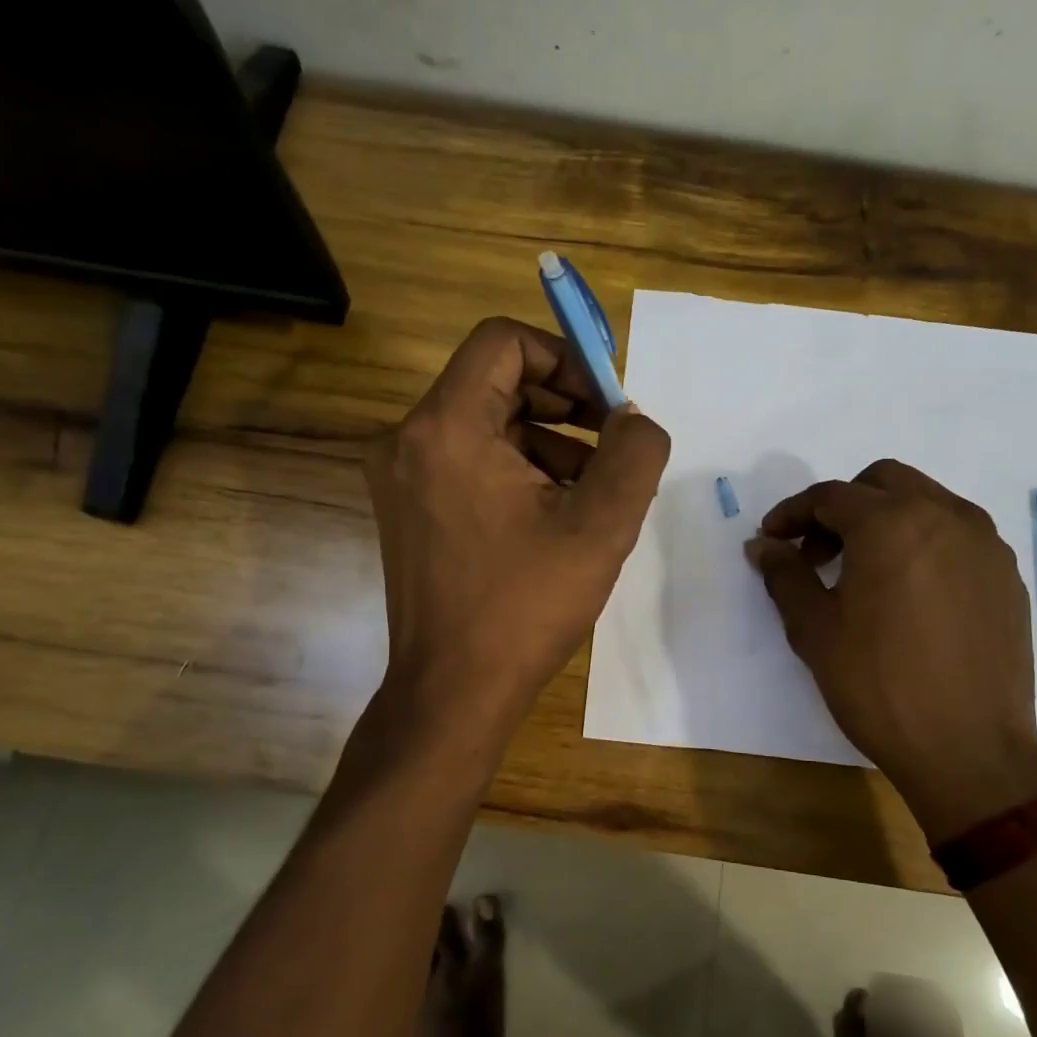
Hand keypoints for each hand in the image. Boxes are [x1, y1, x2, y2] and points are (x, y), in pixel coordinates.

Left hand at [366, 317, 670, 742]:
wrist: (453, 693)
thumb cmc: (525, 606)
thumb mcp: (602, 525)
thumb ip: (635, 453)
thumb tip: (632, 418)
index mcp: (446, 428)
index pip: (503, 342)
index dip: (564, 357)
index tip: (607, 402)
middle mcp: (409, 439)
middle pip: (496, 382)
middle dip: (565, 404)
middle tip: (614, 442)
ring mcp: (401, 476)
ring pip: (487, 424)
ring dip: (549, 442)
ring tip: (597, 489)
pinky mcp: (409, 507)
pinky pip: (470, 461)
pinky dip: (519, 470)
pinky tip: (559, 513)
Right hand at [746, 459, 1036, 838]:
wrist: (970, 751)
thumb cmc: (879, 686)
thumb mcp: (814, 629)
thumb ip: (785, 575)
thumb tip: (762, 545)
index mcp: (891, 523)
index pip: (829, 497)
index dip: (792, 514)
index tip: (771, 540)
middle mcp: (944, 516)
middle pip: (882, 482)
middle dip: (841, 506)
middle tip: (818, 552)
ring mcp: (984, 543)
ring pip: (925, 502)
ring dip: (885, 519)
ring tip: (863, 572)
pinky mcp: (1006, 574)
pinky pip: (956, 535)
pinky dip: (923, 543)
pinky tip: (908, 593)